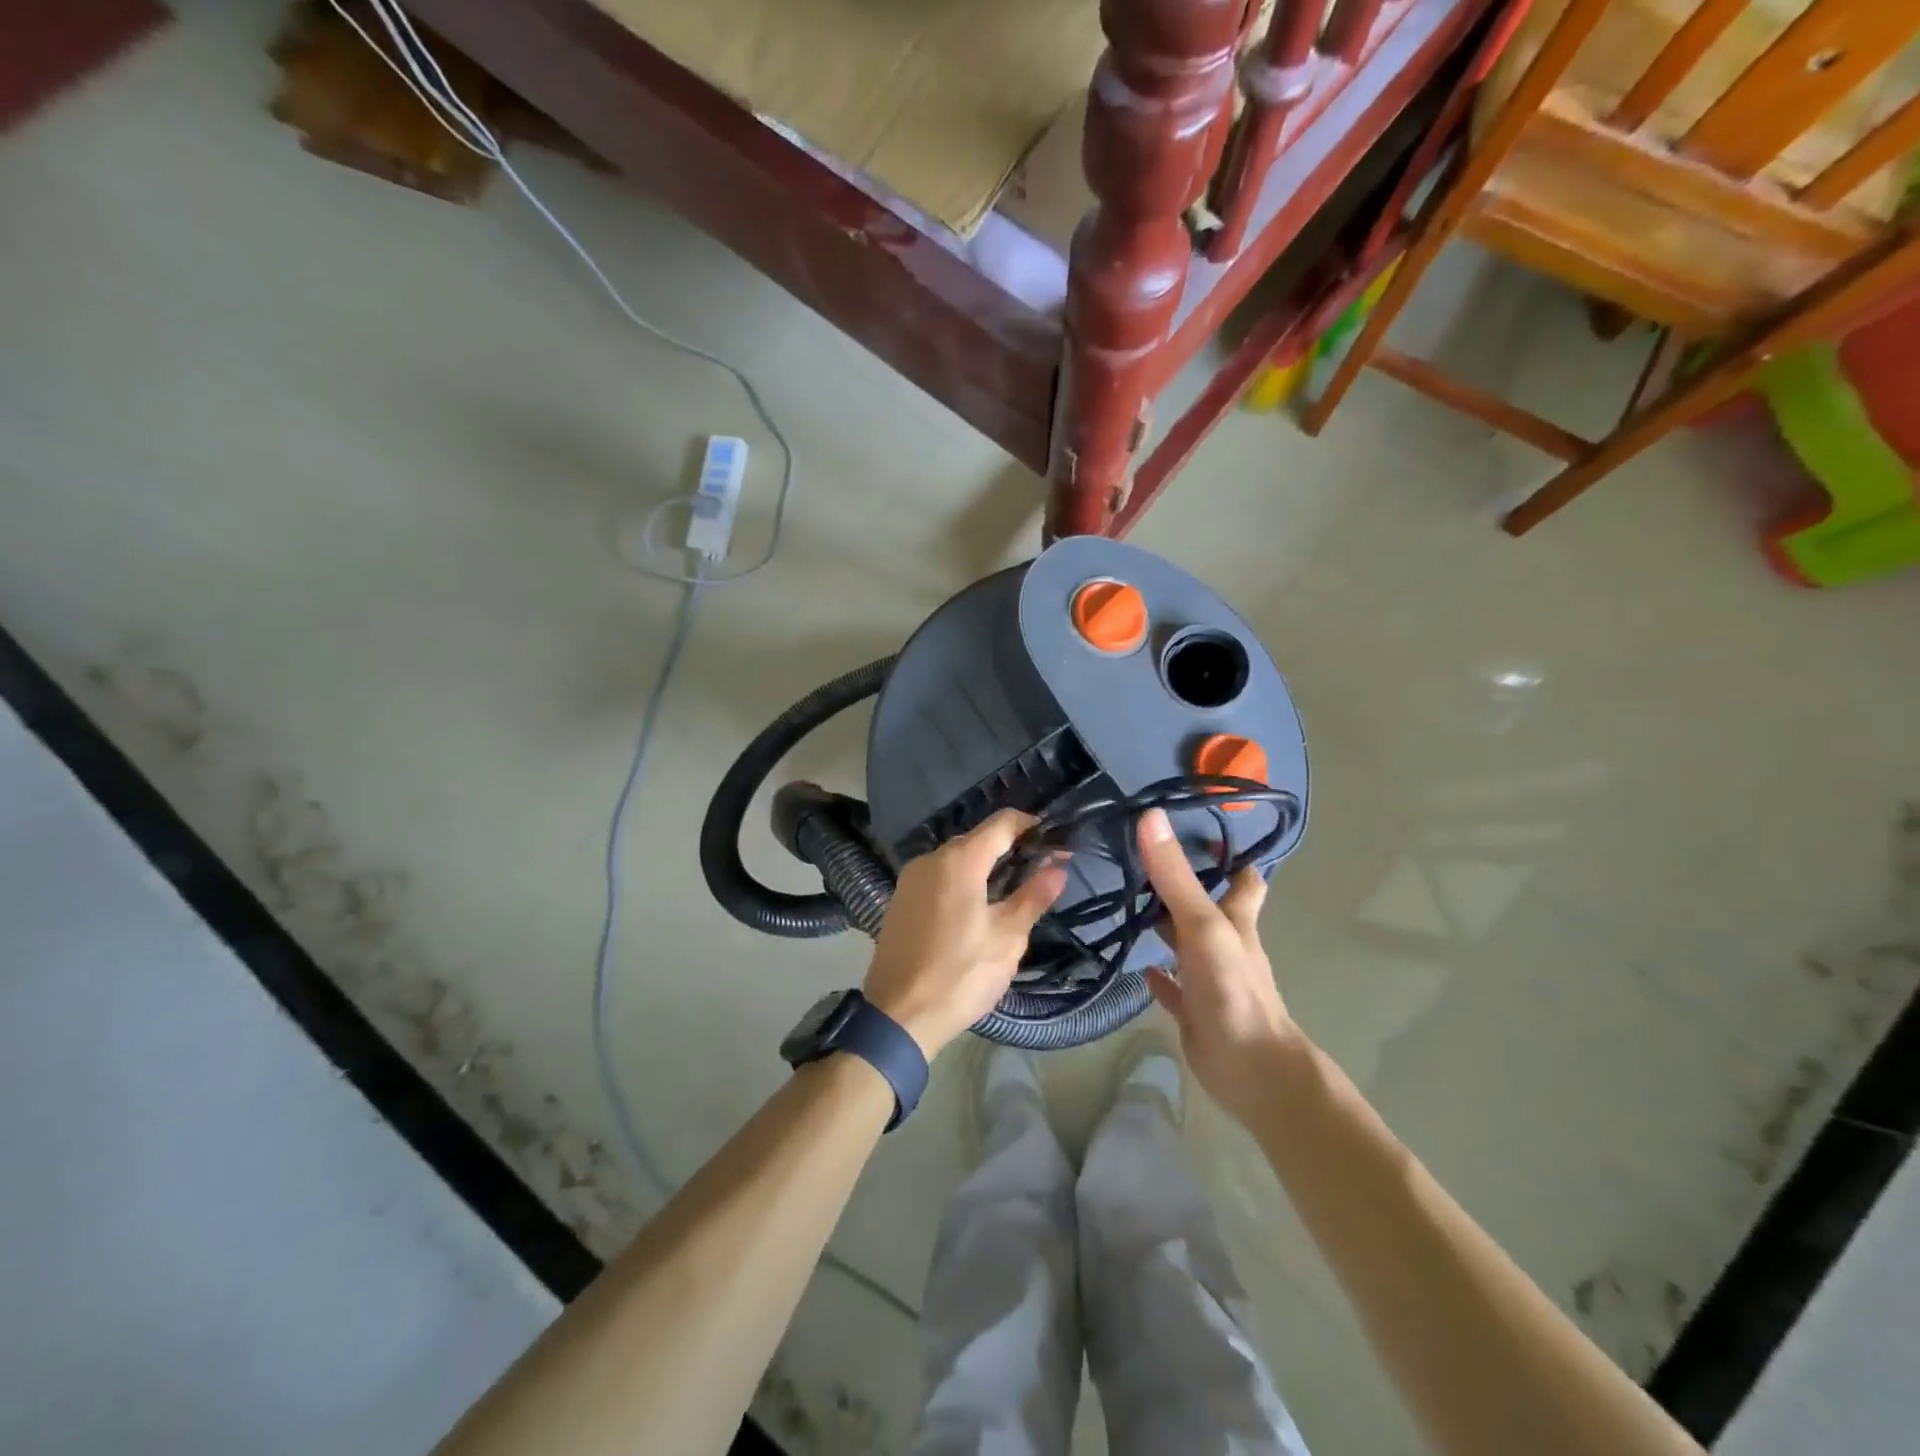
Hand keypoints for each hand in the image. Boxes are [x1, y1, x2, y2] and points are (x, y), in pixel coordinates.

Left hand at [863, 809, 1067, 1058]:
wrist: (898, 1016)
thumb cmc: (960, 975)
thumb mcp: (1007, 938)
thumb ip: (1033, 896)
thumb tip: (1058, 867)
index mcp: (959, 861)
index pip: (1002, 823)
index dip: (1032, 826)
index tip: (1056, 842)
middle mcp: (930, 859)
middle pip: (978, 838)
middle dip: (1011, 848)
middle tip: (1041, 870)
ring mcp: (910, 879)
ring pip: (957, 858)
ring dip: (986, 866)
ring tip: (1014, 891)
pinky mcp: (901, 899)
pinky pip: (939, 877)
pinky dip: (963, 880)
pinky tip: (978, 907)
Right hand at [1136, 807, 1305, 1120]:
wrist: (1251, 1069)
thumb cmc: (1233, 989)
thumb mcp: (1202, 925)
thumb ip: (1175, 877)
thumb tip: (1150, 817)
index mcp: (1236, 920)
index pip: (1242, 877)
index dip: (1228, 854)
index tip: (1198, 830)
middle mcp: (1225, 943)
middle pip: (1207, 905)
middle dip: (1182, 883)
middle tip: (1143, 857)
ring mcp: (1209, 977)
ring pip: (1186, 942)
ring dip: (1164, 925)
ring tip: (1126, 898)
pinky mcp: (1194, 1008)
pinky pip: (1174, 986)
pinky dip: (1158, 974)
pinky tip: (1137, 965)